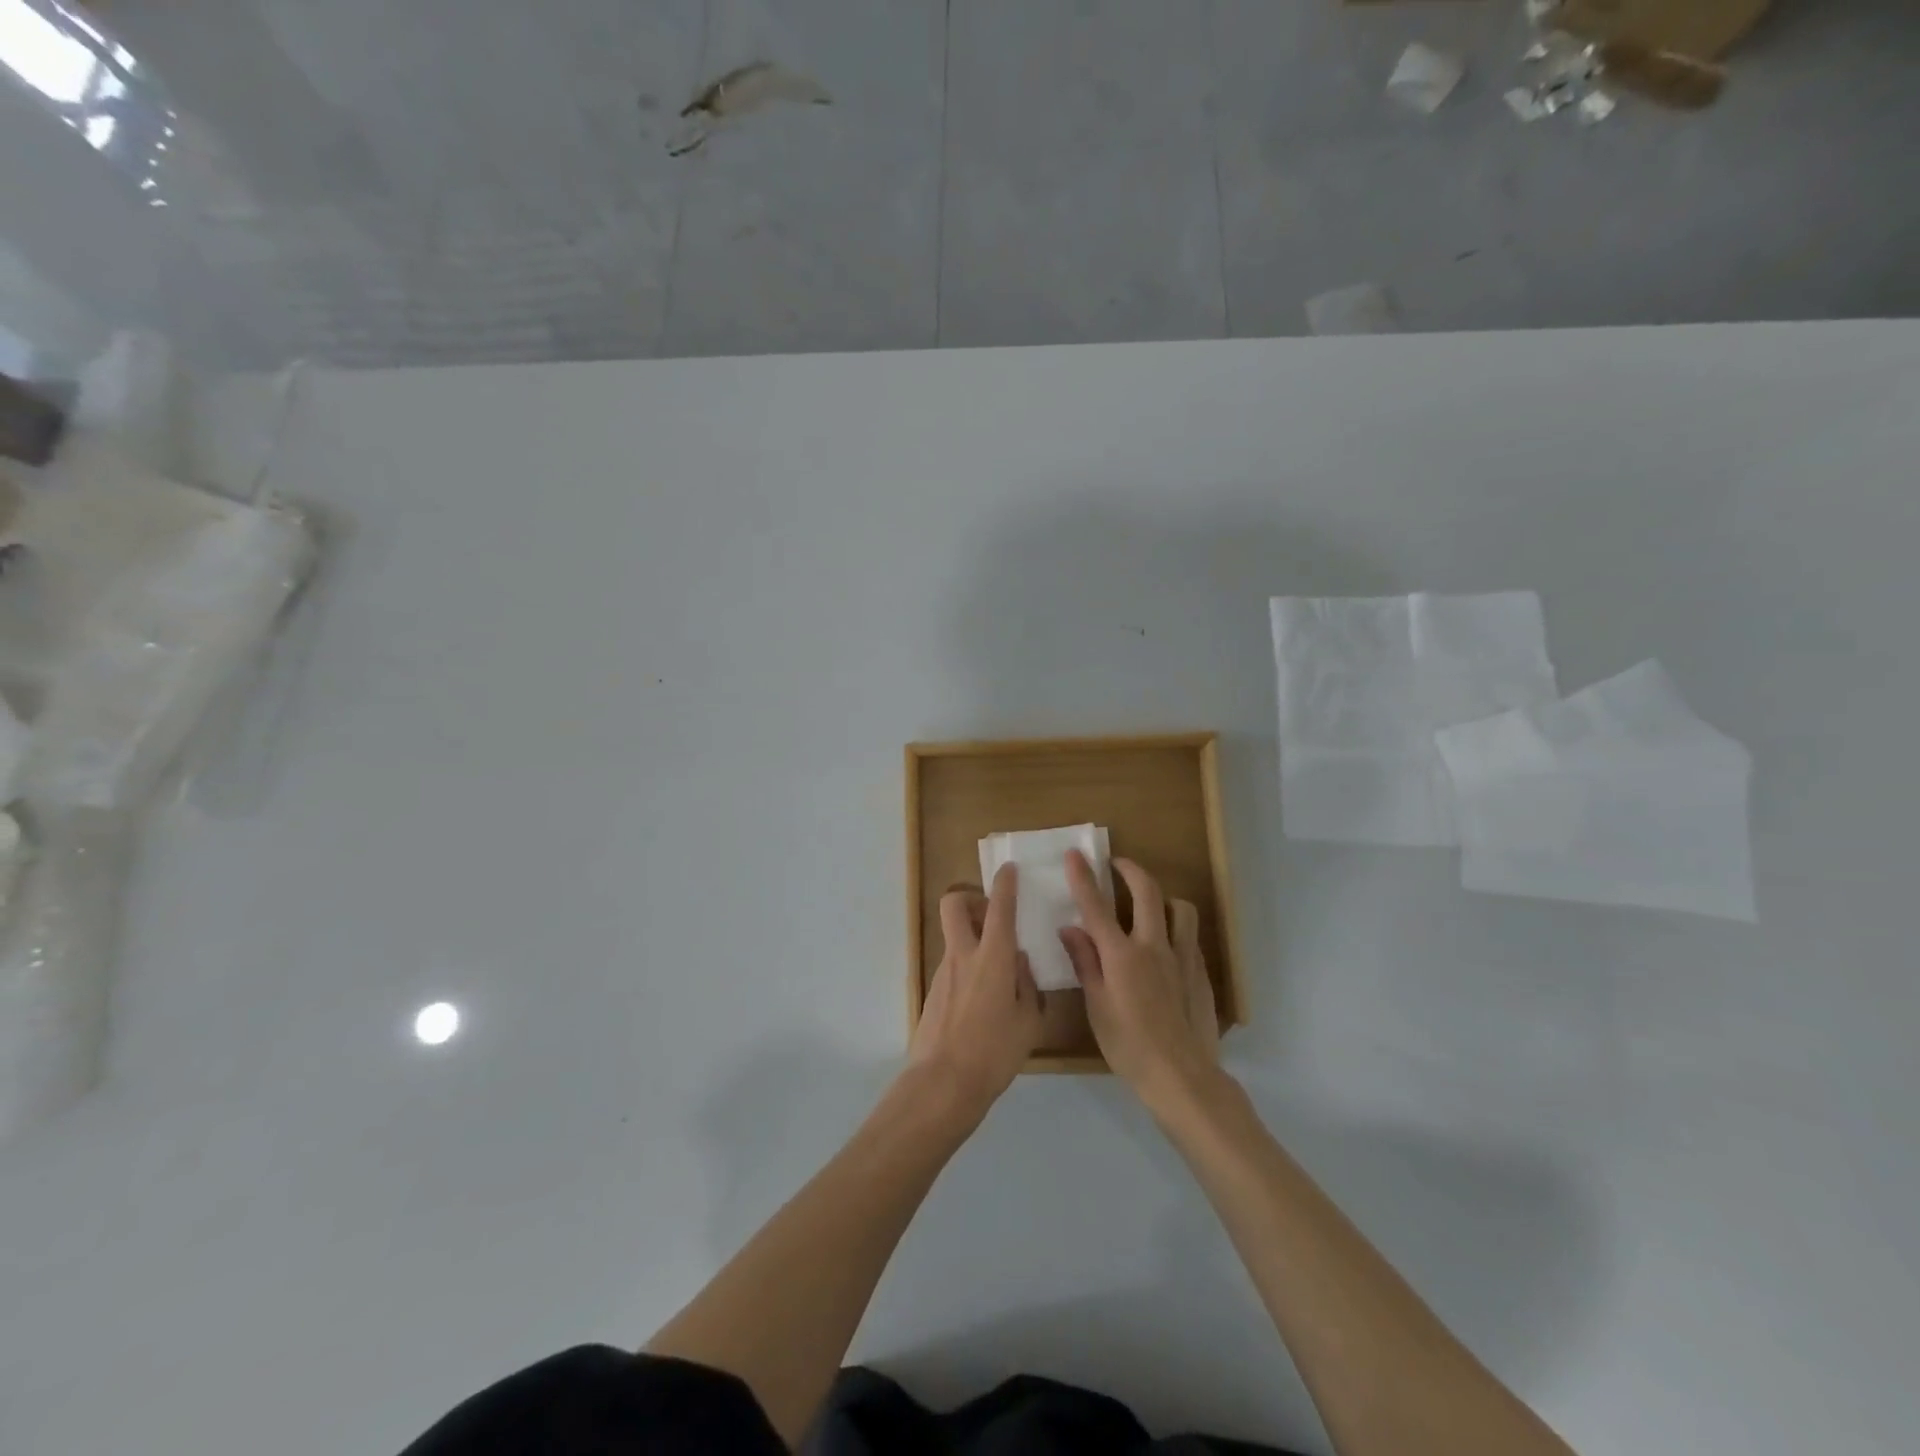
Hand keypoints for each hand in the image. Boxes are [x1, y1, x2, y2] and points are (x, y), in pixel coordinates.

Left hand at [907, 863, 1044, 1119]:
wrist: (943, 1083)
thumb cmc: (994, 1052)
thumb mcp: (1029, 1021)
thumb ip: (1027, 986)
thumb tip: (1020, 964)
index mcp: (992, 958)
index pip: (999, 908)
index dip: (1005, 884)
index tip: (1009, 870)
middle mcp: (963, 956)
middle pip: (953, 905)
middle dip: (970, 898)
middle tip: (990, 915)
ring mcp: (943, 973)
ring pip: (954, 937)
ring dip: (972, 938)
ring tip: (999, 970)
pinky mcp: (933, 993)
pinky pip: (953, 966)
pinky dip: (968, 967)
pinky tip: (984, 999)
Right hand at [1059, 850, 1218, 1107]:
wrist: (1182, 1076)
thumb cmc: (1129, 1046)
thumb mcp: (1096, 1007)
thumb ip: (1085, 962)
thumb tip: (1070, 928)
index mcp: (1121, 956)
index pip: (1096, 906)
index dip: (1083, 877)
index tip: (1074, 854)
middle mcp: (1153, 946)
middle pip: (1146, 891)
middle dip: (1130, 870)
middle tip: (1117, 863)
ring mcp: (1182, 957)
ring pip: (1180, 908)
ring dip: (1162, 897)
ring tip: (1149, 904)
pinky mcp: (1200, 972)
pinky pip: (1189, 936)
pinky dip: (1175, 927)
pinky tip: (1165, 945)